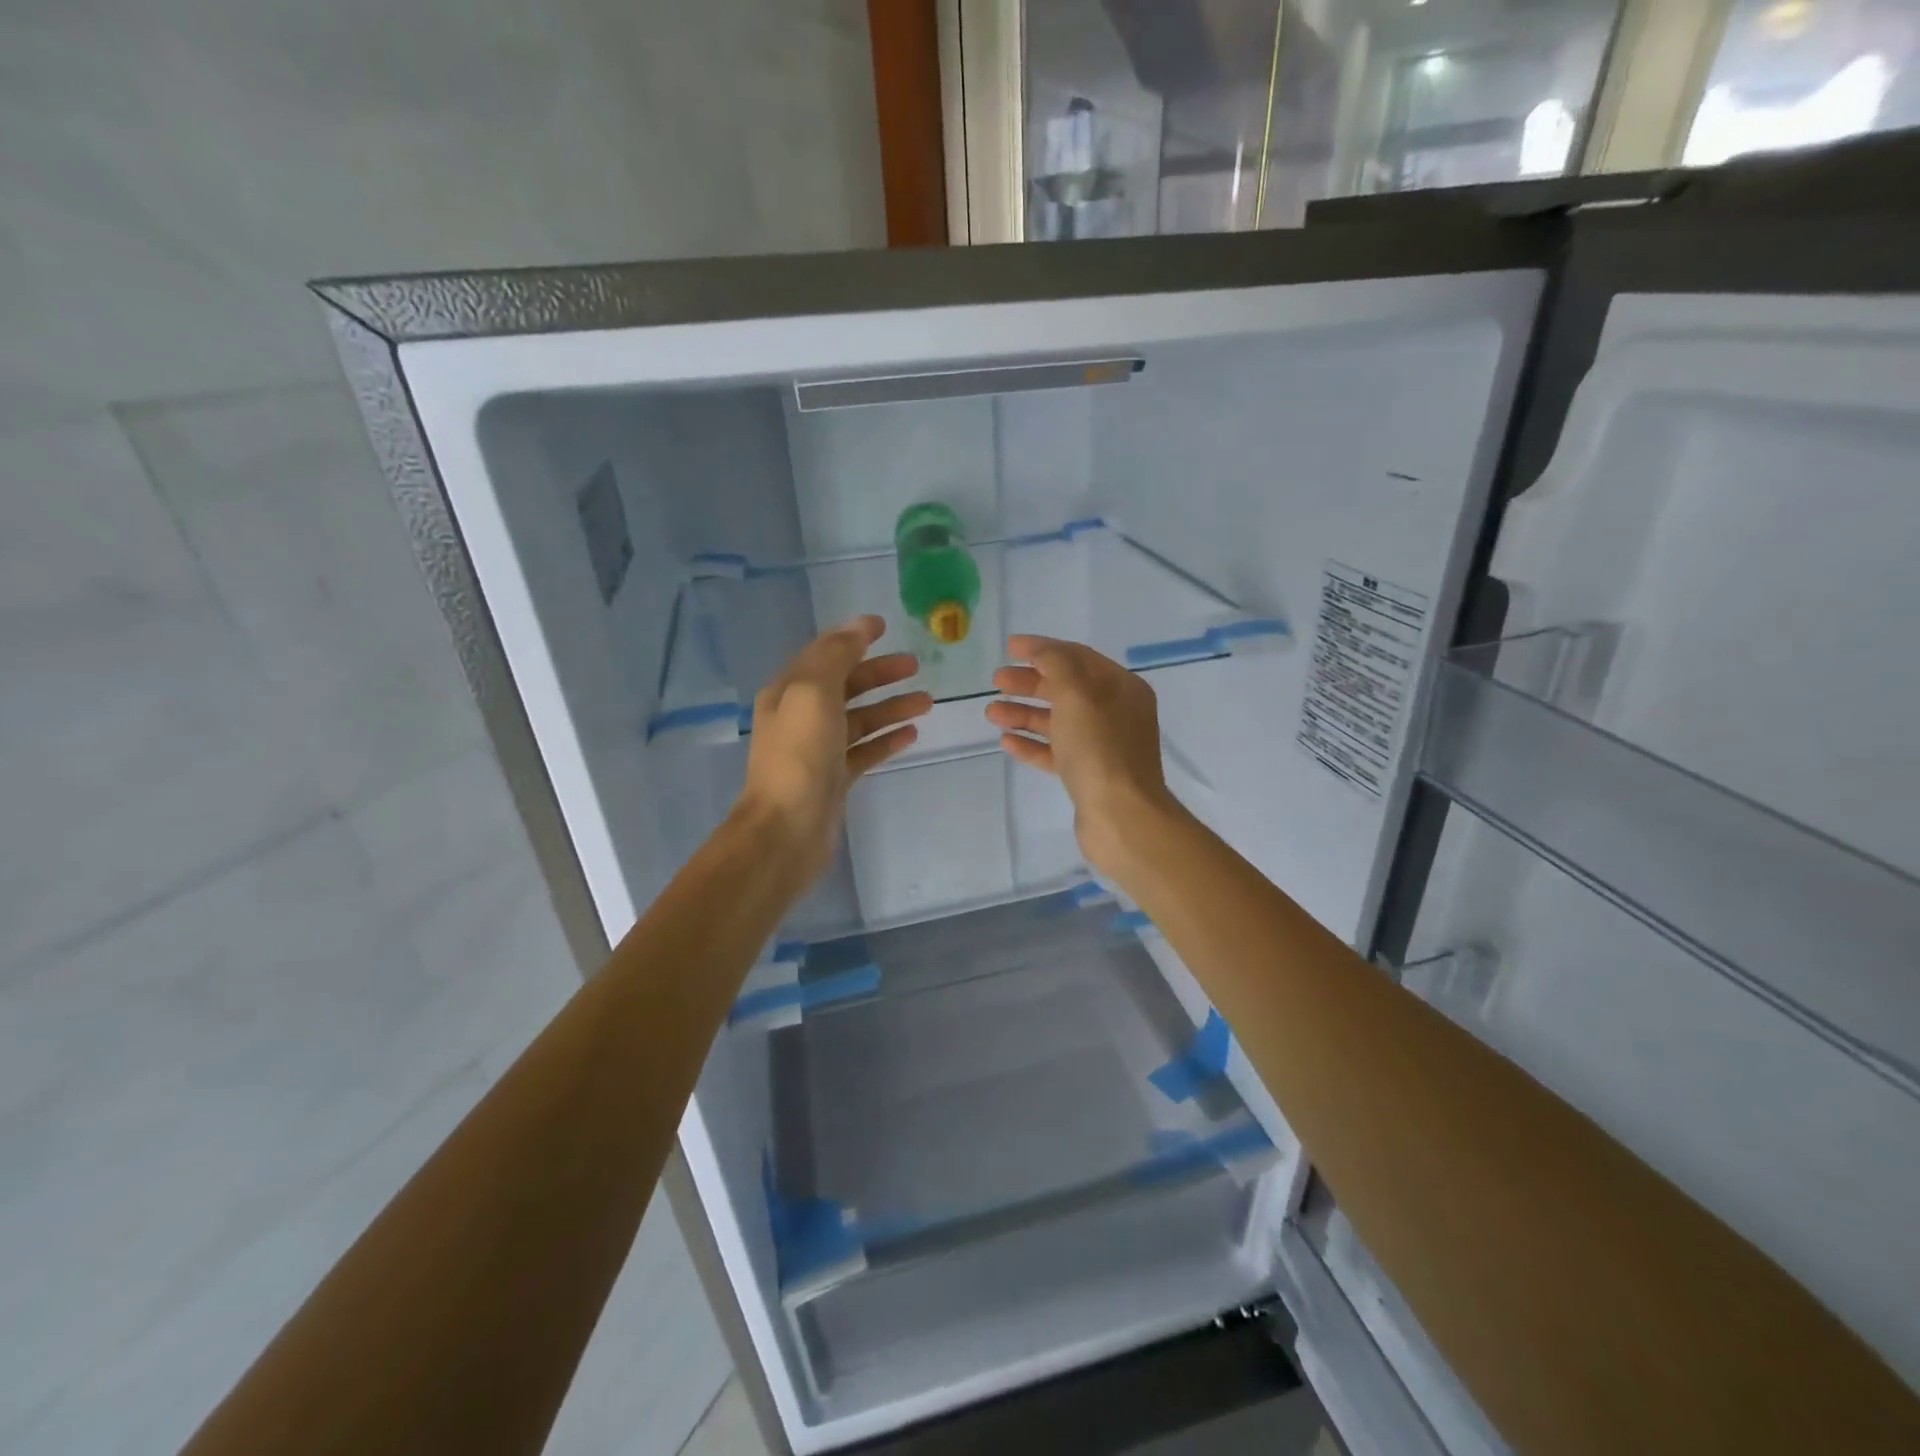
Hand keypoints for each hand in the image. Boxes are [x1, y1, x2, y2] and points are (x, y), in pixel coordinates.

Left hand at [735, 616, 930, 882]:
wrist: (786, 829)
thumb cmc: (800, 755)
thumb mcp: (814, 692)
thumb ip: (837, 655)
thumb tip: (859, 626)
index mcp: (789, 691)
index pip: (824, 654)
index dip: (853, 638)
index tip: (885, 626)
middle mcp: (801, 716)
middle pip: (846, 685)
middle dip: (879, 673)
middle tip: (915, 666)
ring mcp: (818, 750)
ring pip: (860, 719)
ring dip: (891, 707)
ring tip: (927, 702)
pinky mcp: (835, 778)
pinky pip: (865, 751)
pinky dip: (886, 740)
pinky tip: (911, 734)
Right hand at [986, 635, 1184, 879]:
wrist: (1121, 817)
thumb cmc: (1100, 748)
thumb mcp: (1077, 694)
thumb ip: (1056, 664)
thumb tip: (1040, 650)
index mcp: (1121, 688)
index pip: (1078, 657)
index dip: (1043, 649)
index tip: (1009, 647)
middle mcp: (1115, 713)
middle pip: (1065, 688)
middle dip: (1029, 683)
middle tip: (996, 681)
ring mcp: (1102, 746)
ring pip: (1058, 721)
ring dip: (1024, 714)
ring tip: (991, 713)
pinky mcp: (1088, 775)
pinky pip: (1056, 752)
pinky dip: (1032, 744)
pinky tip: (1006, 742)